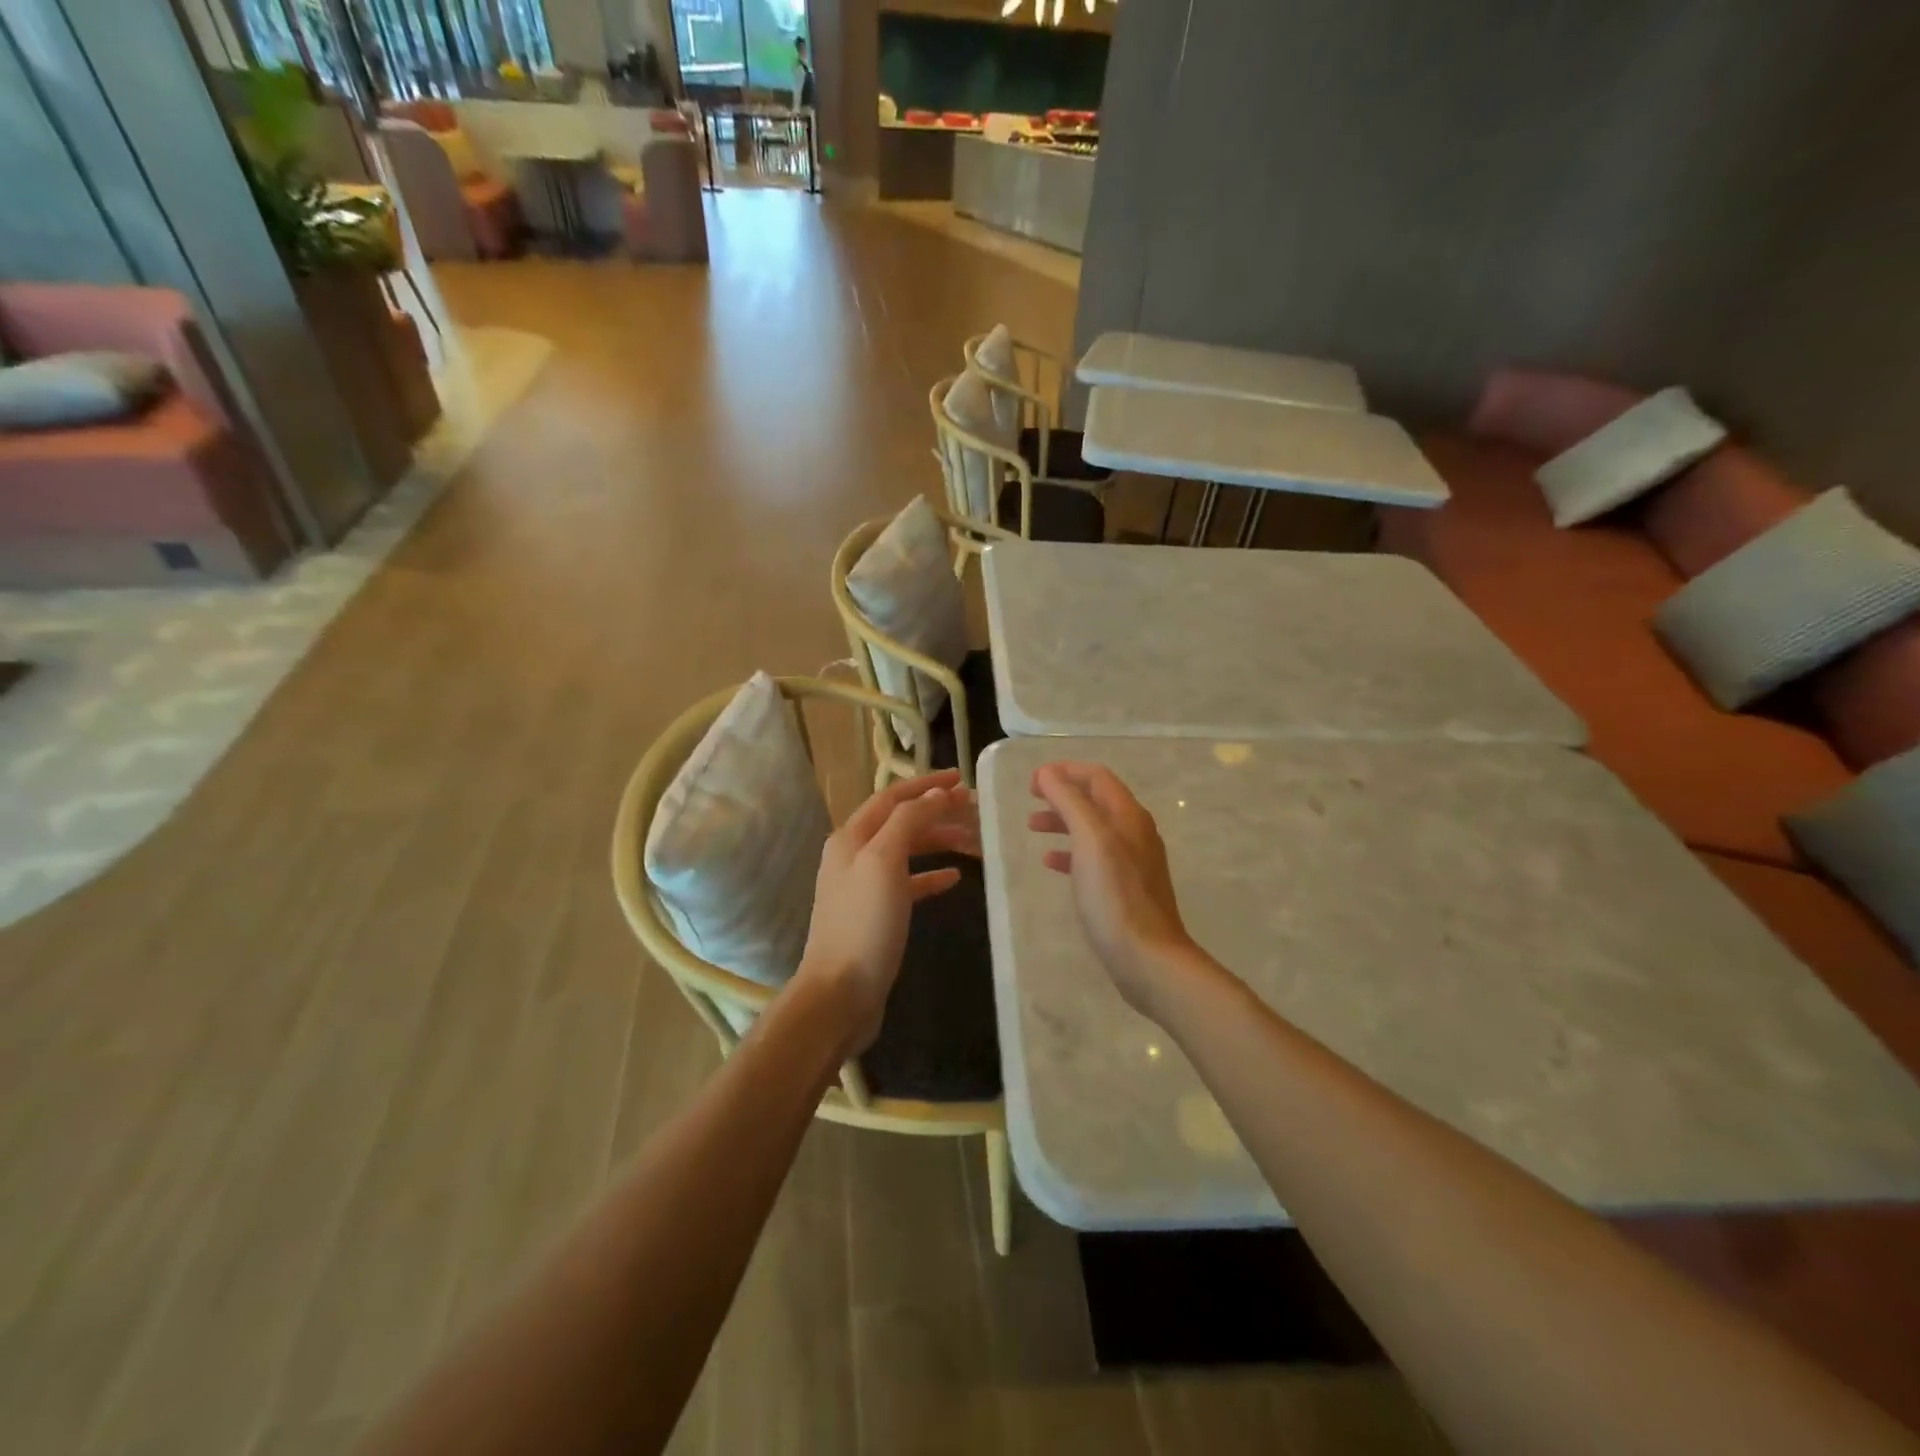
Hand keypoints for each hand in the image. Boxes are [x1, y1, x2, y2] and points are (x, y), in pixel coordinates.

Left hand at [798, 770, 980, 1054]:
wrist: (839, 994)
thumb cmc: (863, 923)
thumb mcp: (885, 861)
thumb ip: (909, 821)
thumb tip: (936, 794)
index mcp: (851, 837)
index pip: (893, 797)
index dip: (927, 785)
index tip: (962, 779)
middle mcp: (854, 855)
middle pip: (900, 821)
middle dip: (936, 812)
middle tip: (974, 809)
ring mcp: (864, 886)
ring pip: (907, 851)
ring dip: (938, 841)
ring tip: (973, 841)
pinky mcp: (876, 914)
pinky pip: (908, 883)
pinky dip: (930, 876)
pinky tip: (954, 878)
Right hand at [1029, 762, 1196, 1014]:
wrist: (1148, 958)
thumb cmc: (1115, 896)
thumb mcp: (1090, 840)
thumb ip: (1069, 802)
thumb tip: (1049, 773)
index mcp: (1128, 816)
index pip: (1097, 777)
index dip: (1065, 771)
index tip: (1033, 780)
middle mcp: (1134, 832)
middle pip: (1095, 800)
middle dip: (1062, 795)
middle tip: (1031, 799)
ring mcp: (1133, 861)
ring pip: (1092, 828)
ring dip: (1063, 821)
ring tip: (1033, 827)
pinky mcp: (1126, 888)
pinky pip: (1094, 857)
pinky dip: (1071, 852)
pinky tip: (1051, 863)